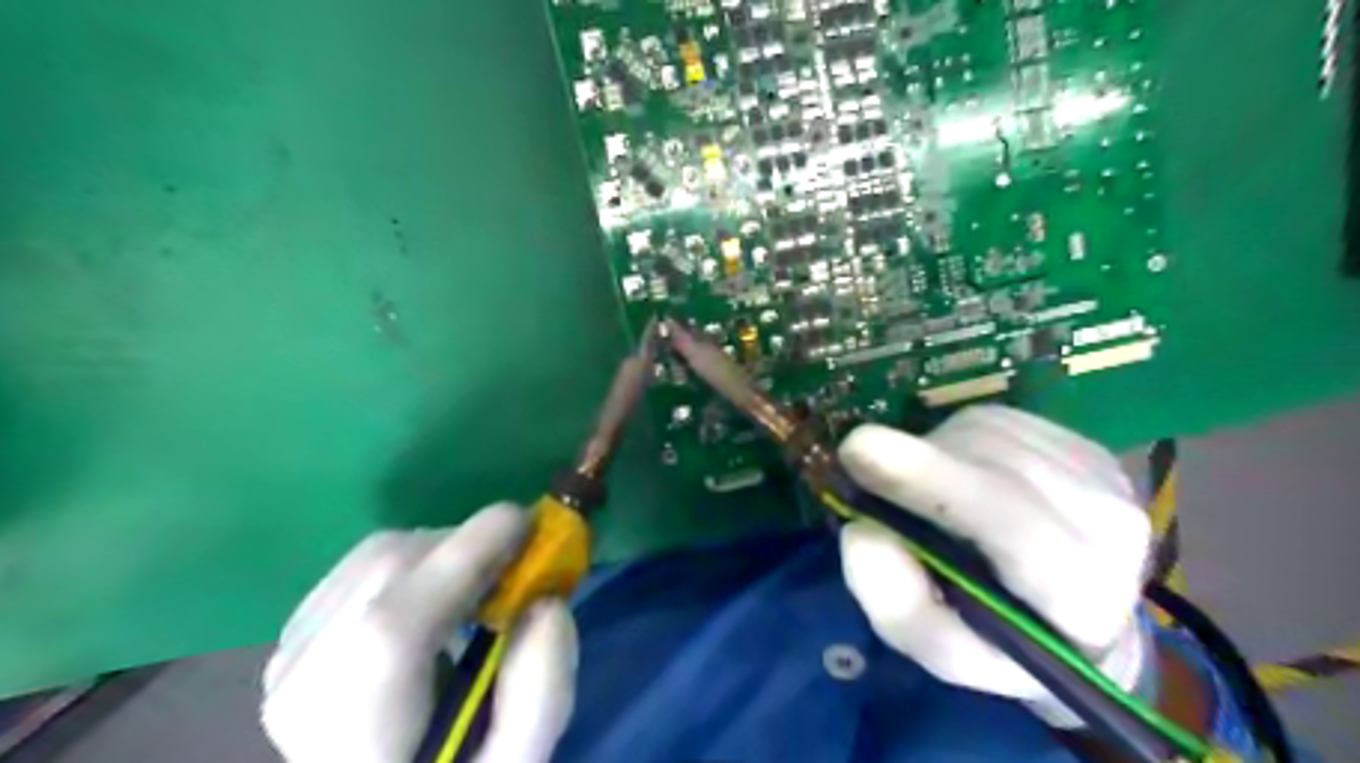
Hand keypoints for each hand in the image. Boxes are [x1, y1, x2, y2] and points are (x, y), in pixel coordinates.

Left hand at [263, 504, 574, 762]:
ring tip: (480, 584)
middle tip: (516, 564)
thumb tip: (547, 603)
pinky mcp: (291, 643)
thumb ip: (541, 694)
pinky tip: (437, 597)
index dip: (467, 555)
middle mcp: (303, 689)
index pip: (395, 624)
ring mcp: (287, 662)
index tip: (528, 524)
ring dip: (442, 552)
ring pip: (372, 557)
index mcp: (358, 733)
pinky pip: (359, 568)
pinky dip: (413, 562)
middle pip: (386, 571)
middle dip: (465, 547)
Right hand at [842, 403, 1145, 722]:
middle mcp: (1111, 529)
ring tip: (924, 492)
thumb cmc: (996, 641)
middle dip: (921, 462)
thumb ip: (899, 605)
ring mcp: (1105, 478)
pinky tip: (957, 473)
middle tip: (860, 463)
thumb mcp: (939, 648)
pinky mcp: (1086, 445)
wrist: (1070, 620)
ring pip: (992, 435)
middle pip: (994, 467)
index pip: (1014, 527)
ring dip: (936, 454)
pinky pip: (998, 421)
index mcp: (1080, 600)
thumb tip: (862, 531)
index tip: (859, 449)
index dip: (934, 480)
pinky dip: (957, 440)